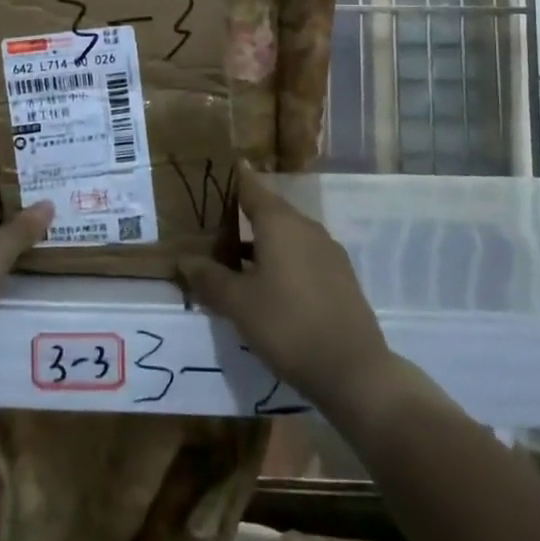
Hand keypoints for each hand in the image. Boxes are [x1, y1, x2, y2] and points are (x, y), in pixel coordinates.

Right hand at [179, 167, 393, 416]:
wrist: (355, 372)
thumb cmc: (288, 326)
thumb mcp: (239, 304)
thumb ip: (210, 278)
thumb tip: (184, 259)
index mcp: (280, 223)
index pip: (251, 188)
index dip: (234, 178)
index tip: (217, 168)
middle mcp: (306, 228)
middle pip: (269, 211)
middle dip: (241, 215)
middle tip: (212, 223)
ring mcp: (328, 252)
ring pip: (286, 235)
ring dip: (260, 242)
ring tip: (233, 258)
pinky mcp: (340, 277)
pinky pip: (302, 255)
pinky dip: (280, 259)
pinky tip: (266, 284)